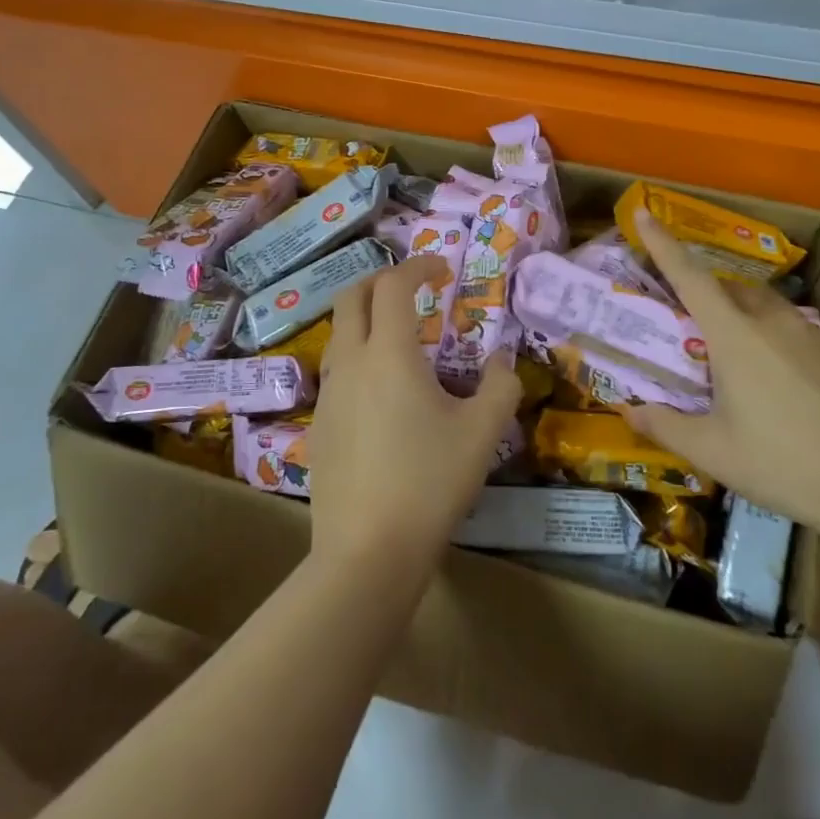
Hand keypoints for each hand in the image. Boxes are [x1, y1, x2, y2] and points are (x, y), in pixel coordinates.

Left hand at [307, 255, 521, 568]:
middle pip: (352, 297)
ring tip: (401, 339)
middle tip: (413, 289)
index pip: (394, 285)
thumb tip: (501, 362)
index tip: (442, 269)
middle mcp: (351, 363)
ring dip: (366, 319)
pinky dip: (358, 358)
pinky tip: (383, 395)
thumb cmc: (430, 482)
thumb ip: (500, 385)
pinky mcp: (318, 426)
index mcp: (390, 354)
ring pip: (339, 335)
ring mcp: (328, 395)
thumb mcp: (483, 432)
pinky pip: (336, 373)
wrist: (368, 552)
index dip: (418, 266)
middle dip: (381, 280)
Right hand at [628, 210, 819, 534]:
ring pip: (762, 306)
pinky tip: (773, 380)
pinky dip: (769, 336)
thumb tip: (630, 411)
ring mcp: (811, 333)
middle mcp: (772, 321)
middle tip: (685, 320)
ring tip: (728, 353)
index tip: (645, 213)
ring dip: (737, 314)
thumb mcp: (713, 452)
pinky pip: (790, 328)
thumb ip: (666, 426)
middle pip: (728, 288)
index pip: (690, 277)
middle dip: (703, 292)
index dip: (663, 244)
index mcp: (735, 336)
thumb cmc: (782, 463)